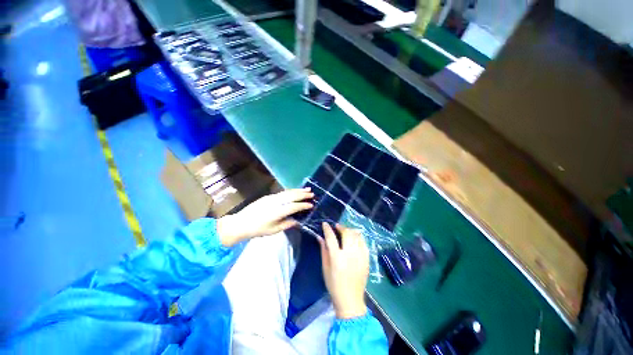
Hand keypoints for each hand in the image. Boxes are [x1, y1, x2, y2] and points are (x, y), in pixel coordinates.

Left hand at [216, 188, 313, 246]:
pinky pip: (282, 192)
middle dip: (303, 194)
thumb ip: (287, 224)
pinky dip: (290, 191)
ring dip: (298, 190)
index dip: (304, 205)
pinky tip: (294, 191)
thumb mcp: (274, 230)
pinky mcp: (268, 196)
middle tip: (312, 193)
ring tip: (307, 189)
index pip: (294, 206)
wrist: (240, 223)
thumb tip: (297, 221)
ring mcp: (271, 197)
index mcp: (278, 211)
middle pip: (292, 196)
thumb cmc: (257, 229)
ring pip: (287, 192)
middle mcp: (276, 202)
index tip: (312, 204)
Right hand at [318, 222, 369, 318]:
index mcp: (337, 257)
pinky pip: (364, 243)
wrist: (350, 299)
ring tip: (346, 231)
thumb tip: (320, 237)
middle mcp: (350, 254)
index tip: (325, 224)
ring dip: (350, 231)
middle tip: (337, 227)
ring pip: (357, 236)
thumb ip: (323, 250)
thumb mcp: (325, 268)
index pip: (331, 237)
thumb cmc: (334, 284)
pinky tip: (355, 239)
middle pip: (347, 233)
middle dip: (341, 227)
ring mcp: (360, 256)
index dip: (327, 229)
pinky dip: (359, 238)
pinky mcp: (367, 259)